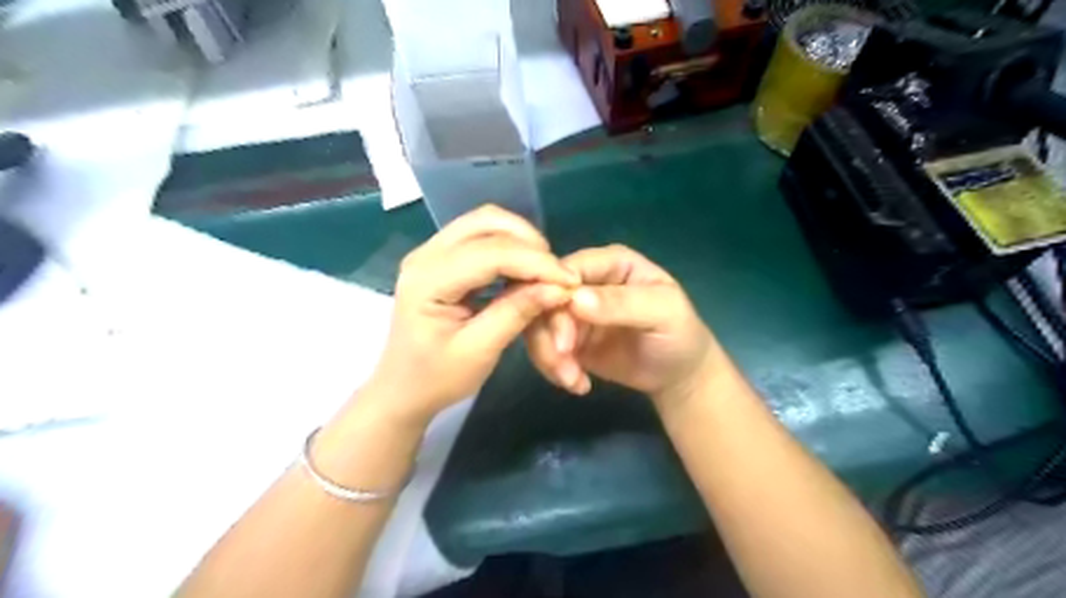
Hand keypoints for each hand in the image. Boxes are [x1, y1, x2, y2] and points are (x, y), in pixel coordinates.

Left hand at [368, 206, 581, 423]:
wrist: (402, 389)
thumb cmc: (436, 378)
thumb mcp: (479, 351)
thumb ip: (516, 313)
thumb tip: (558, 288)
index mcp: (428, 280)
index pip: (490, 253)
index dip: (535, 262)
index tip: (570, 280)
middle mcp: (425, 255)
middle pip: (486, 221)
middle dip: (529, 241)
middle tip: (556, 273)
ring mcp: (430, 252)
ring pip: (484, 222)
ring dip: (520, 240)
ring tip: (544, 270)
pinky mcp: (440, 258)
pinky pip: (480, 236)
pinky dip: (509, 246)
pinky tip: (524, 269)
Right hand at [526, 244, 719, 408]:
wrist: (679, 374)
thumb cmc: (679, 334)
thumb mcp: (662, 313)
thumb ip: (622, 303)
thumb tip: (576, 300)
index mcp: (610, 263)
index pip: (567, 269)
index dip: (554, 297)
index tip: (563, 336)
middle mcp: (586, 282)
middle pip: (544, 297)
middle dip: (550, 335)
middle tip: (565, 366)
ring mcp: (573, 310)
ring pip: (538, 324)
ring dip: (548, 356)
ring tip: (573, 381)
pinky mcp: (567, 337)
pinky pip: (544, 347)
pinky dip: (553, 368)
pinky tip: (577, 384)